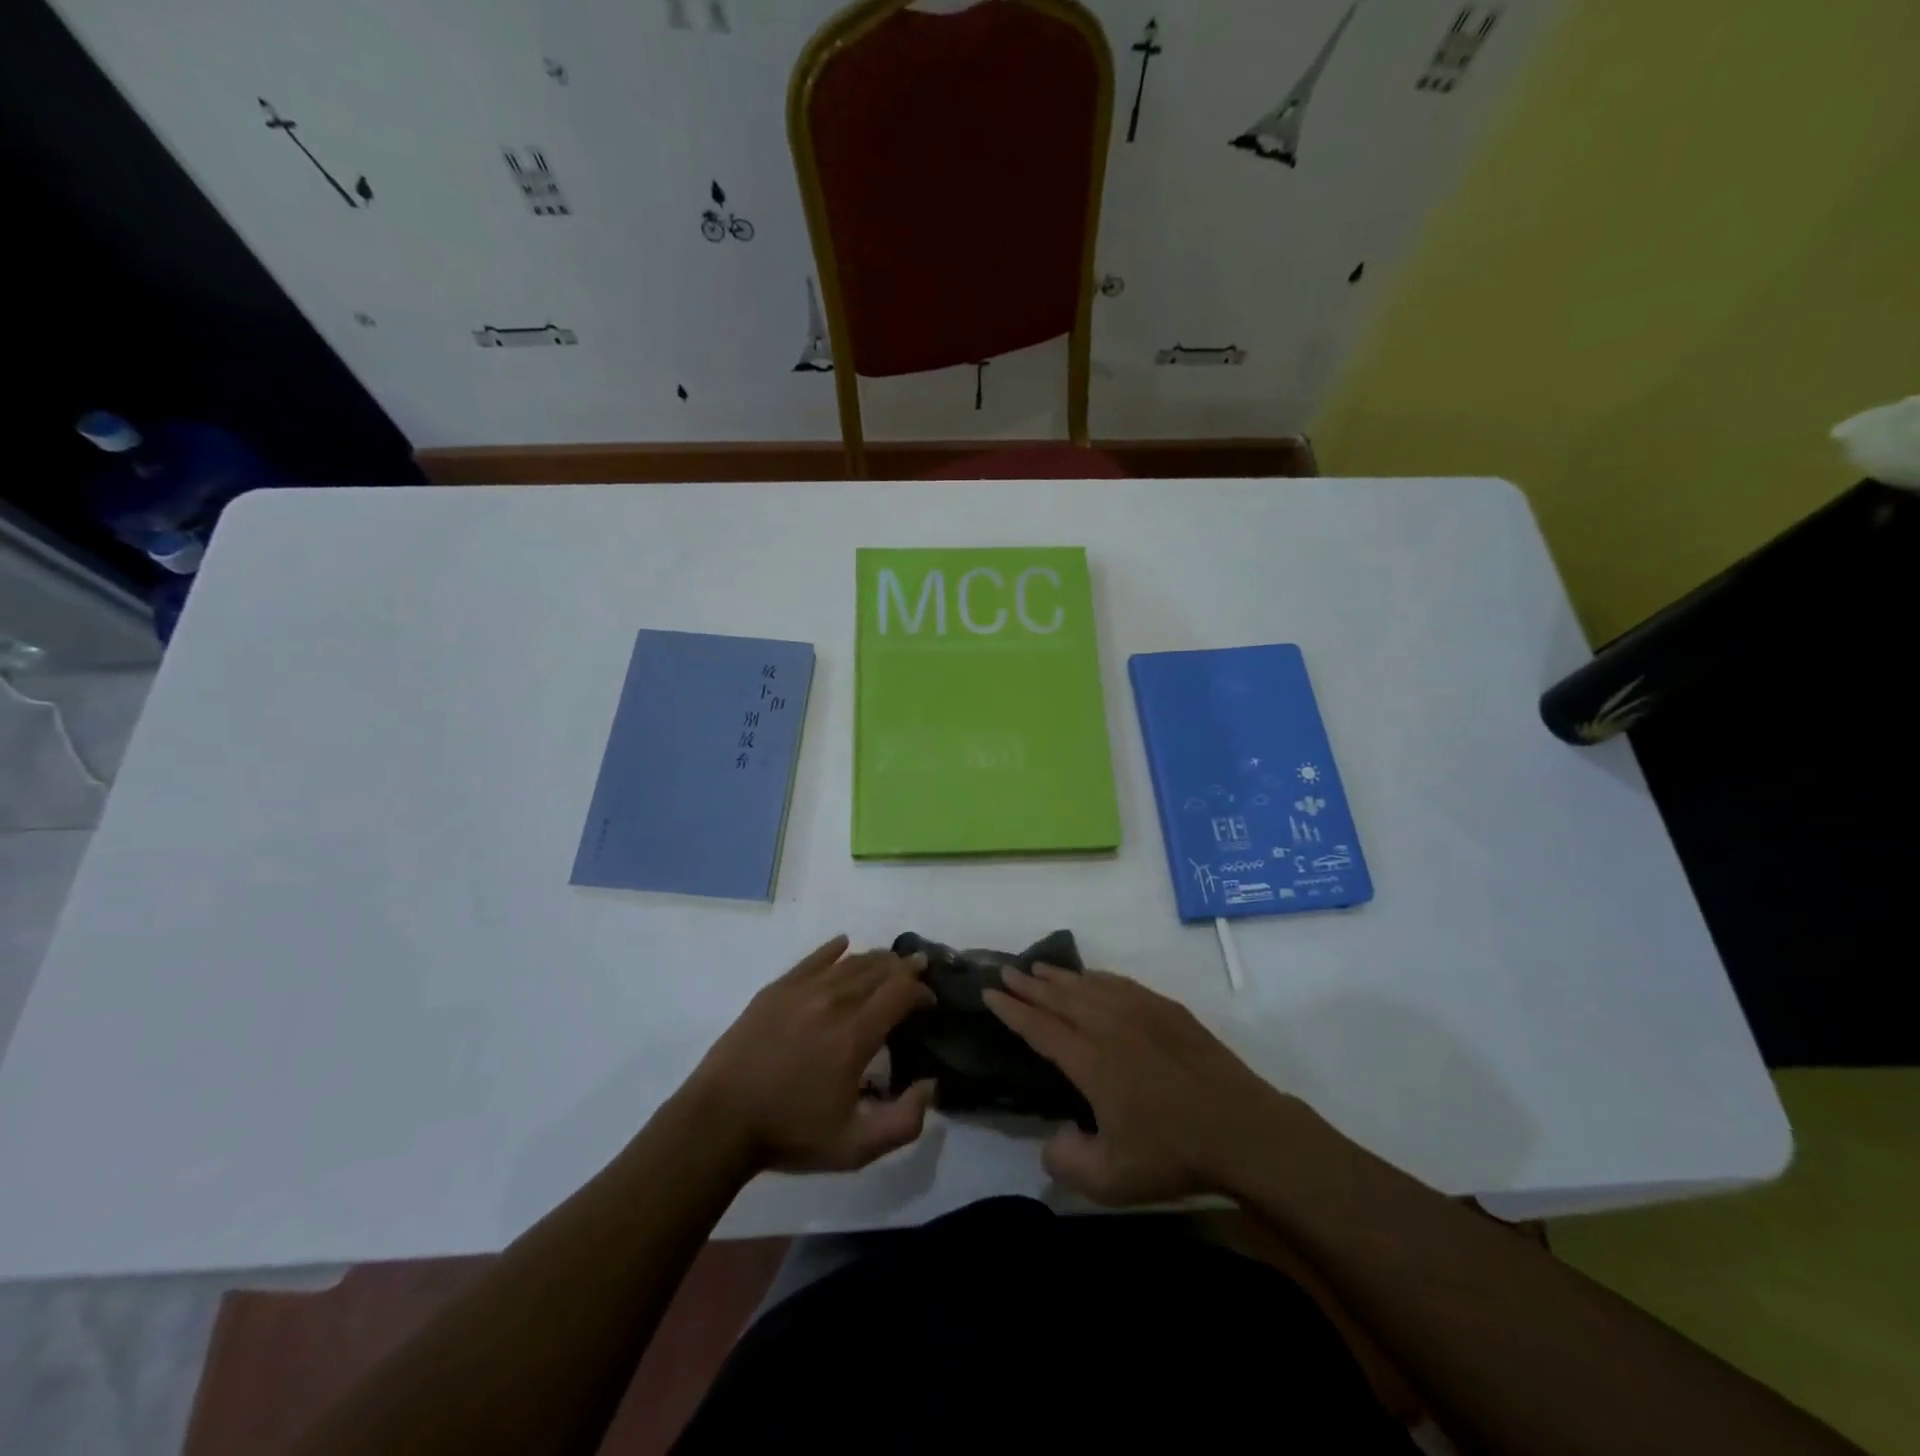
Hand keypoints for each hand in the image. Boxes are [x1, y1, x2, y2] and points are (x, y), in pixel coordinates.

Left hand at [682, 935, 936, 1174]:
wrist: (719, 1121)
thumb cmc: (789, 1133)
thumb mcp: (854, 1147)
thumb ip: (903, 1122)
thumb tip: (930, 1086)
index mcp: (855, 1035)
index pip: (901, 993)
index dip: (921, 991)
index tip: (929, 1003)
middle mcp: (834, 1002)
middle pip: (878, 969)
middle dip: (904, 968)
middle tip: (919, 970)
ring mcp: (802, 991)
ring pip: (849, 962)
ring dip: (875, 959)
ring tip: (889, 963)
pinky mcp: (776, 990)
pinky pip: (813, 959)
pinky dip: (833, 950)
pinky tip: (843, 943)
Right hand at [984, 965, 1295, 1204]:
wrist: (1242, 1129)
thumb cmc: (1173, 1153)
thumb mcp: (1111, 1180)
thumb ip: (1066, 1161)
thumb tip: (1051, 1139)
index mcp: (1090, 1060)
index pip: (1039, 1027)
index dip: (1011, 1010)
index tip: (990, 993)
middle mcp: (1109, 1025)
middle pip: (1059, 996)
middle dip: (1029, 984)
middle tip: (1006, 970)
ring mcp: (1141, 1011)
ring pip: (1089, 985)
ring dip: (1060, 976)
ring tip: (1039, 968)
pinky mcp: (1167, 1010)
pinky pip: (1121, 983)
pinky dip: (1098, 977)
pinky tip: (1092, 977)